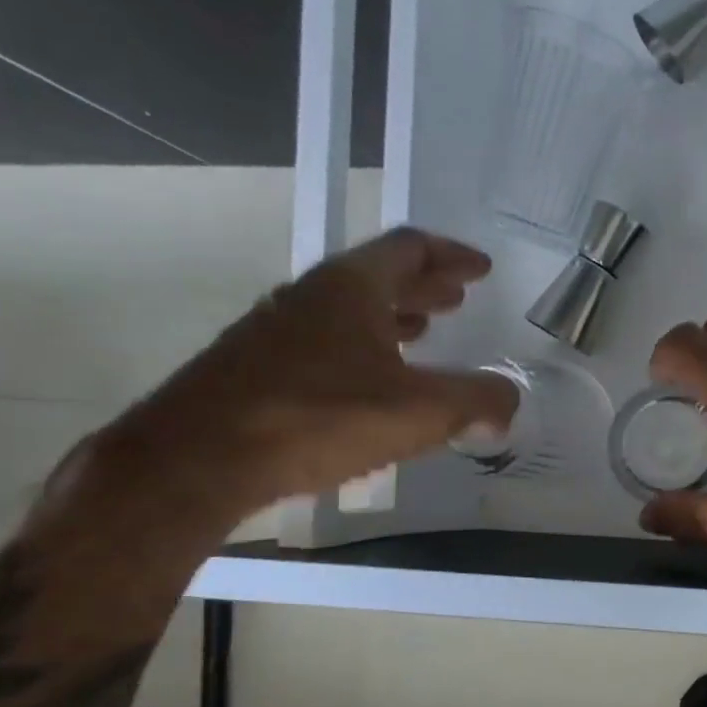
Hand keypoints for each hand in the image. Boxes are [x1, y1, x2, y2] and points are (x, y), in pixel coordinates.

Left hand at [103, 229, 514, 515]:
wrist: (198, 459)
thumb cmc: (318, 419)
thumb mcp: (419, 412)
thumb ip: (476, 401)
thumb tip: (508, 402)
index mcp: (352, 287)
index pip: (410, 248)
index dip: (451, 254)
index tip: (481, 268)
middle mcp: (311, 296)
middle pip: (379, 274)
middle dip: (425, 284)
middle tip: (457, 297)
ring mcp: (277, 329)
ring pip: (348, 309)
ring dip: (392, 314)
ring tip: (422, 331)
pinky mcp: (256, 366)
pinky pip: (325, 340)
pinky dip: (362, 346)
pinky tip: (371, 381)